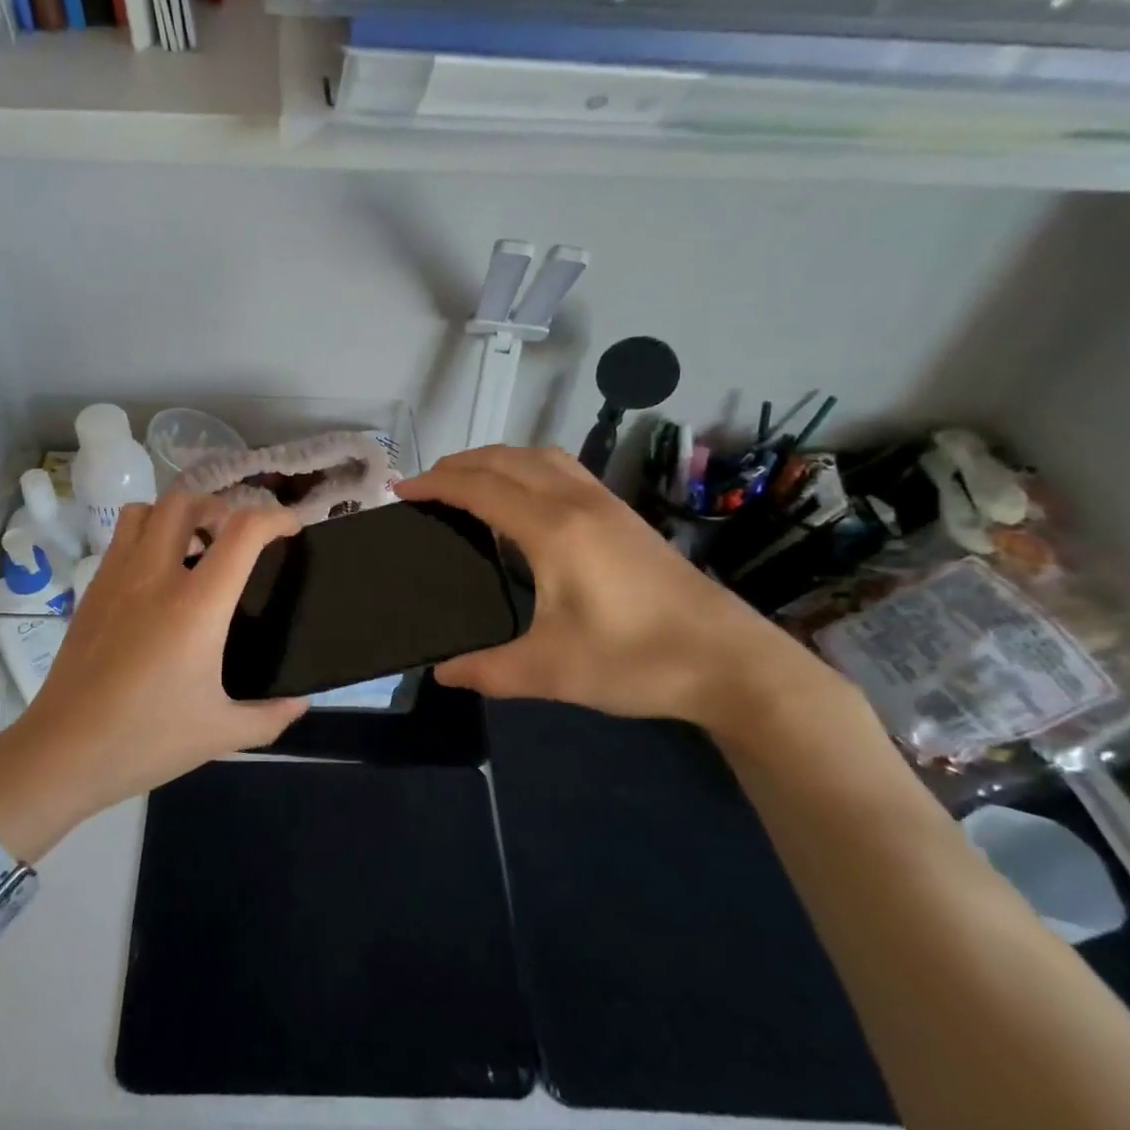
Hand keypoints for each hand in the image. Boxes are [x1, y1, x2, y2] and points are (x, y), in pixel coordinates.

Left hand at [0, 495, 307, 860]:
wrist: (63, 752)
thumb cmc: (147, 740)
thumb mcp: (221, 733)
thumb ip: (271, 716)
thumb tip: (301, 702)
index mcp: (197, 605)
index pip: (243, 531)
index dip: (276, 518)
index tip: (291, 530)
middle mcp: (155, 576)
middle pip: (187, 502)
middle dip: (220, 506)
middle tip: (234, 538)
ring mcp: (117, 577)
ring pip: (146, 510)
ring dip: (177, 515)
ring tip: (194, 548)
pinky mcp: (92, 590)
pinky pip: (121, 538)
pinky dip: (147, 536)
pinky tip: (157, 580)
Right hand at [396, 446, 842, 738]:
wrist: (729, 661)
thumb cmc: (636, 661)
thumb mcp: (551, 671)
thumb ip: (488, 670)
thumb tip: (441, 672)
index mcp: (553, 530)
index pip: (480, 489)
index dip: (436, 485)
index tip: (400, 491)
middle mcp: (577, 502)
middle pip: (506, 460)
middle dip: (459, 464)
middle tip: (424, 485)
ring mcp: (605, 503)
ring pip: (539, 457)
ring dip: (496, 459)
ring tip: (468, 481)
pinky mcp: (624, 515)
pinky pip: (563, 468)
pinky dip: (527, 466)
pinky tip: (525, 496)